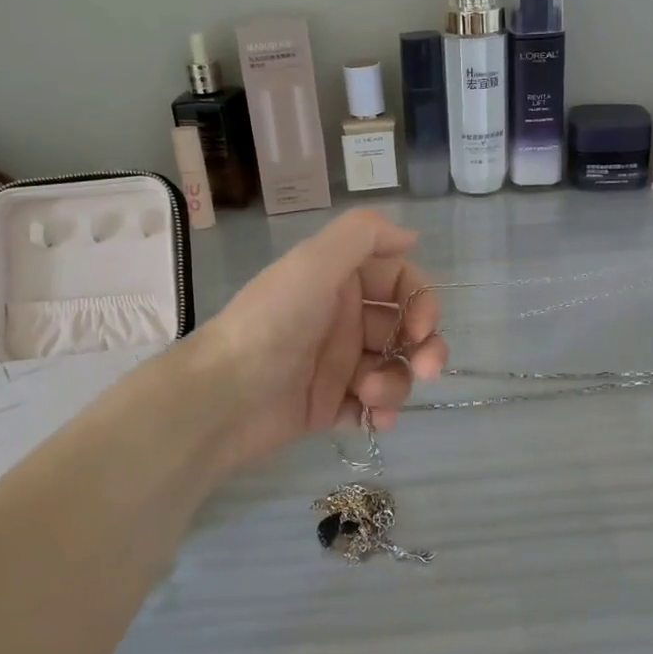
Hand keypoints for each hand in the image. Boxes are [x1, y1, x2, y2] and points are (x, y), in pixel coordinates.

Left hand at [192, 210, 447, 470]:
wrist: (224, 395)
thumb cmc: (272, 322)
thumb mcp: (314, 262)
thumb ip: (363, 235)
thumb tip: (410, 235)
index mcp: (340, 282)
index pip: (400, 282)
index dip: (420, 301)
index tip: (421, 327)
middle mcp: (343, 320)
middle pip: (405, 330)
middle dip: (424, 348)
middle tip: (428, 370)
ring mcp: (337, 366)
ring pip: (393, 370)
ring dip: (396, 382)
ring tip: (370, 394)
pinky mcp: (329, 406)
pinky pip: (373, 408)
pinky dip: (382, 412)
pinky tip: (376, 419)